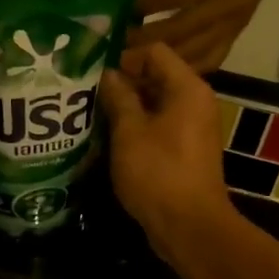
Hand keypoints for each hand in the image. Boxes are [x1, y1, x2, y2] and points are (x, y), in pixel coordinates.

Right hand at [100, 44, 235, 261]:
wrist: (189, 226)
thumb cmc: (158, 173)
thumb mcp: (129, 131)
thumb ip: (117, 97)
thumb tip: (107, 74)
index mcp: (187, 88)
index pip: (153, 52)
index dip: (122, 57)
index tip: (92, 73)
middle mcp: (194, 101)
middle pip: (154, 77)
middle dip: (120, 84)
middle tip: (84, 94)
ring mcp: (192, 127)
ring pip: (153, 104)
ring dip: (125, 109)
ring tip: (90, 116)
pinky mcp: (184, 150)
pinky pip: (158, 127)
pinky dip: (135, 129)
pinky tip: (107, 140)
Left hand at [128, 0, 278, 70]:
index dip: (152, 2)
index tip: (129, 9)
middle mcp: (232, 3)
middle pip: (184, 29)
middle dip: (149, 39)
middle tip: (122, 45)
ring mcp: (236, 23)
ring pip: (196, 51)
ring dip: (163, 59)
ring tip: (136, 61)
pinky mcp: (238, 34)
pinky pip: (212, 59)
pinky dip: (187, 67)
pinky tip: (164, 69)